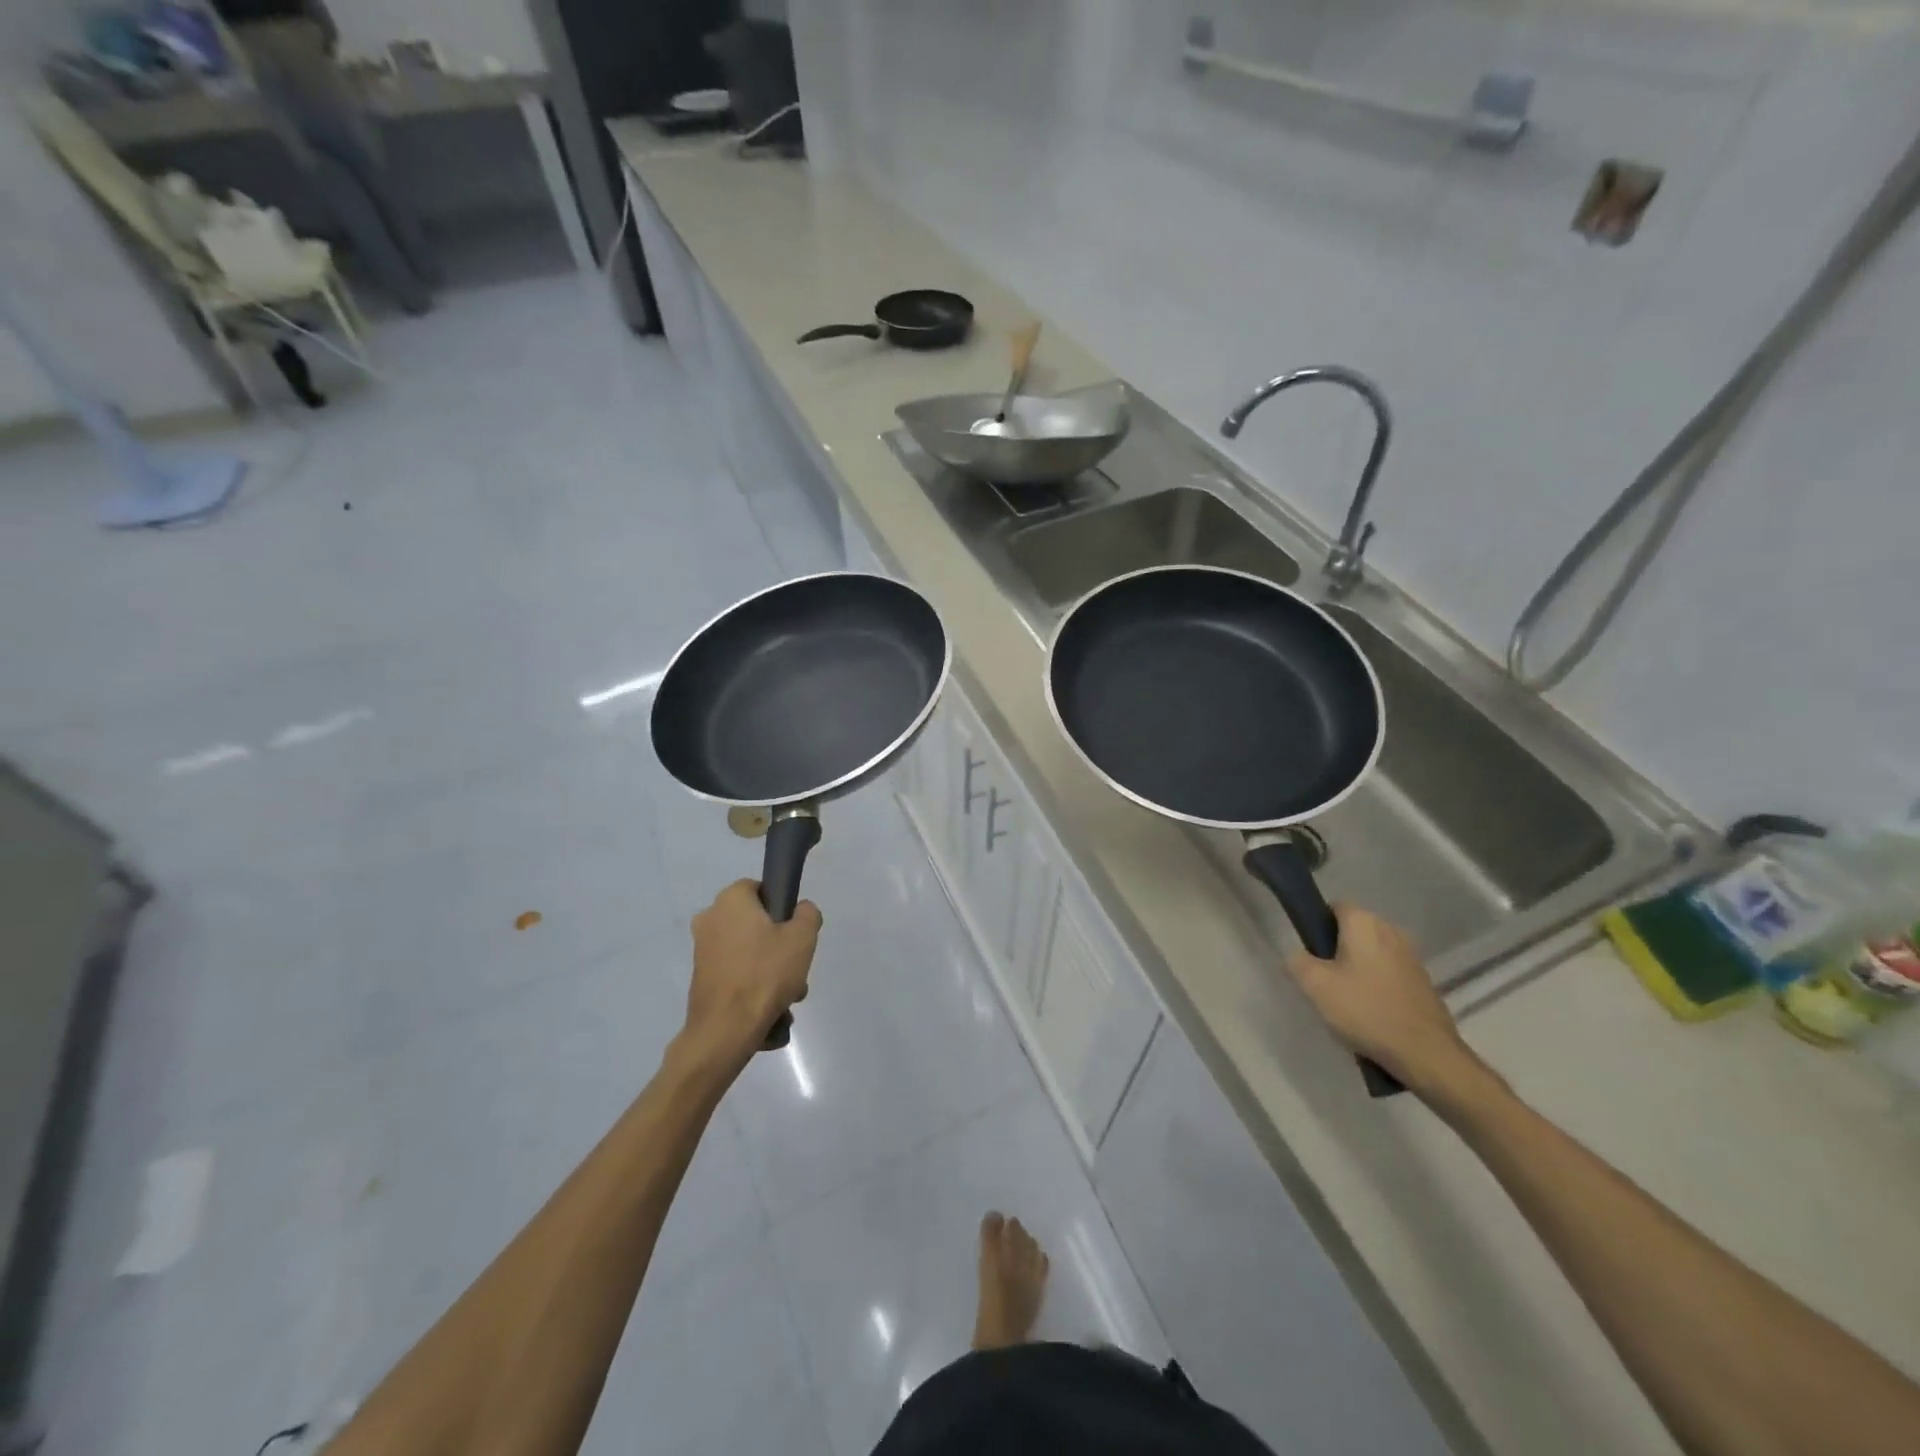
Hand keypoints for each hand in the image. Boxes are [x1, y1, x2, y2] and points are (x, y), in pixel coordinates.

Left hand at [683, 881, 821, 1062]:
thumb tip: (800, 911)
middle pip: (755, 923)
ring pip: (748, 952)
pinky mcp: (701, 979)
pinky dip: (752, 986)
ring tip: (788, 997)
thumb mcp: (803, 937)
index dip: (782, 907)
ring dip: (769, 970)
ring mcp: (702, 950)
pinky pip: (736, 973)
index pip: (761, 889)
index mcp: (730, 900)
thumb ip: (807, 914)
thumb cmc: (765, 974)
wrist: (725, 1030)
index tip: (795, 931)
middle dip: (778, 945)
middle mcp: (709, 919)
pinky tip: (770, 1009)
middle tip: (795, 968)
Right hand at [1285, 905, 1488, 1098]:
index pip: (1334, 907)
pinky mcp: (1423, 981)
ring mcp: (1411, 956)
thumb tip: (1297, 956)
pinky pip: (1389, 972)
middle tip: (1323, 978)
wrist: (1425, 1053)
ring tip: (1346, 998)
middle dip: (1336, 948)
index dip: (1317, 925)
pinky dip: (1377, 984)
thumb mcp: (1315, 986)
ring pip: (1372, 952)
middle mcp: (1391, 930)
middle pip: (1353, 930)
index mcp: (1364, 923)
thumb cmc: (1365, 1010)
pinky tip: (1370, 1011)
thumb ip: (1297, 962)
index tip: (1309, 952)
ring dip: (1357, 967)